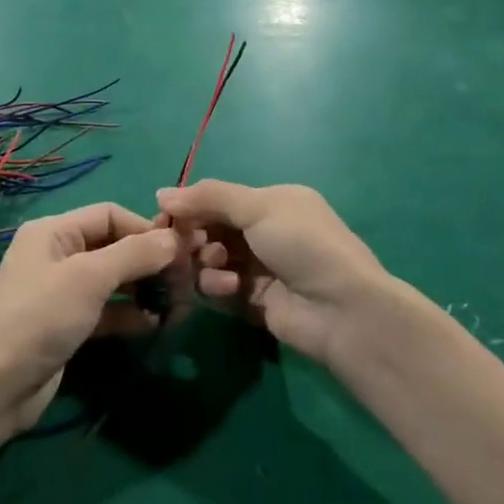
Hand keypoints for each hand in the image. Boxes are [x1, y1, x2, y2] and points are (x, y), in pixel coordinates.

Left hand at [0, 204, 182, 431]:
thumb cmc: (41, 318)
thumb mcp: (89, 278)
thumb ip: (134, 255)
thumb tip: (174, 239)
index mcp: (53, 231)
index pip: (109, 214)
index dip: (145, 229)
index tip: (180, 250)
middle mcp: (57, 254)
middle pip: (113, 246)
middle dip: (149, 261)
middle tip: (185, 281)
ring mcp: (61, 291)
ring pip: (112, 280)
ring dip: (143, 289)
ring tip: (177, 304)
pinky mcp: (67, 324)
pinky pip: (106, 310)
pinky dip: (129, 314)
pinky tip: (153, 324)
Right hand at [156, 181, 409, 372]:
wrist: (343, 310)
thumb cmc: (303, 244)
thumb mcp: (259, 208)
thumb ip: (209, 198)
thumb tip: (161, 193)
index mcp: (274, 202)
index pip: (219, 199)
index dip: (190, 206)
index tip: (162, 216)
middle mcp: (266, 232)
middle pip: (212, 229)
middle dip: (194, 236)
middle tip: (182, 245)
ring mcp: (260, 268)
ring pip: (212, 259)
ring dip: (206, 261)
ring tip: (215, 266)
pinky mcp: (253, 301)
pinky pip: (220, 287)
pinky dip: (217, 285)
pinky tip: (228, 288)